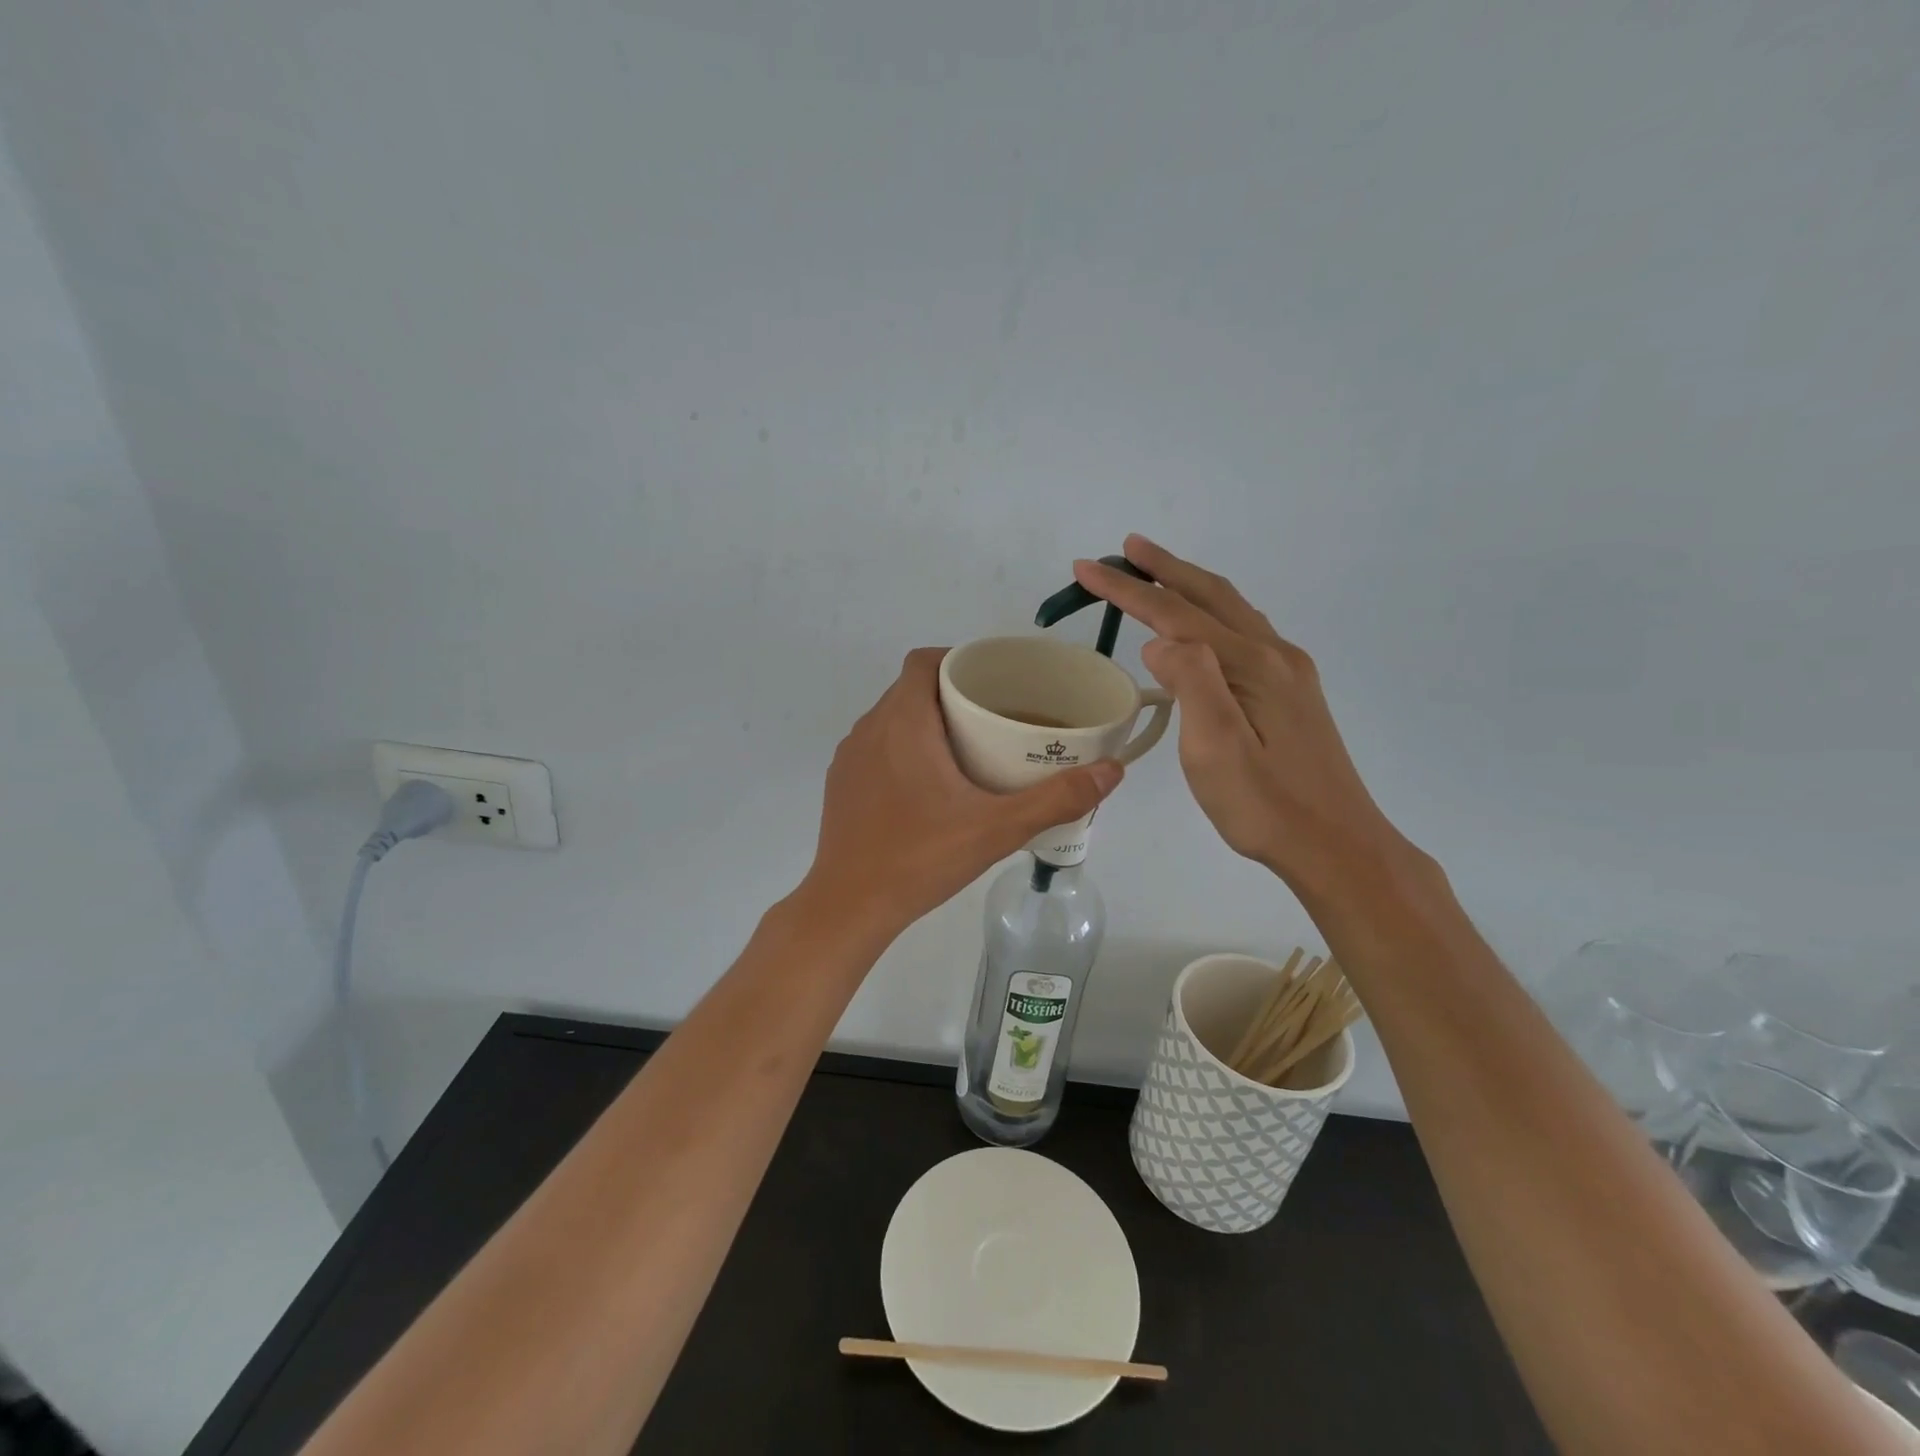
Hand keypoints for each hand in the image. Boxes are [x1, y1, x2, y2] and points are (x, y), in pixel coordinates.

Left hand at [802, 649, 1123, 940]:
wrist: (848, 906)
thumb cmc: (920, 858)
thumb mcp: (996, 829)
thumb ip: (1055, 799)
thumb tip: (1112, 771)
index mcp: (902, 722)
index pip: (925, 661)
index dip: (958, 660)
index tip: (992, 682)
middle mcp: (869, 728)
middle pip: (911, 688)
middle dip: (952, 694)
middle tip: (994, 719)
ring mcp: (850, 757)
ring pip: (892, 718)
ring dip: (927, 722)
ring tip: (968, 750)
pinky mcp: (842, 784)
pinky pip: (877, 747)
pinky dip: (904, 749)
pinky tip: (929, 786)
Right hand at [1073, 537, 1413, 901]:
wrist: (1337, 845)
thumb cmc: (1265, 805)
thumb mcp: (1215, 749)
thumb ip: (1191, 683)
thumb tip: (1160, 640)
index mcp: (1250, 665)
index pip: (1176, 613)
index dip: (1129, 589)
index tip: (1086, 568)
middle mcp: (1274, 655)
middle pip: (1210, 596)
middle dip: (1164, 569)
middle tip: (1125, 549)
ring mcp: (1289, 672)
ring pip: (1231, 610)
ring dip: (1190, 585)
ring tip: (1156, 572)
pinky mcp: (1293, 691)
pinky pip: (1244, 632)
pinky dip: (1212, 612)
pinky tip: (1204, 626)